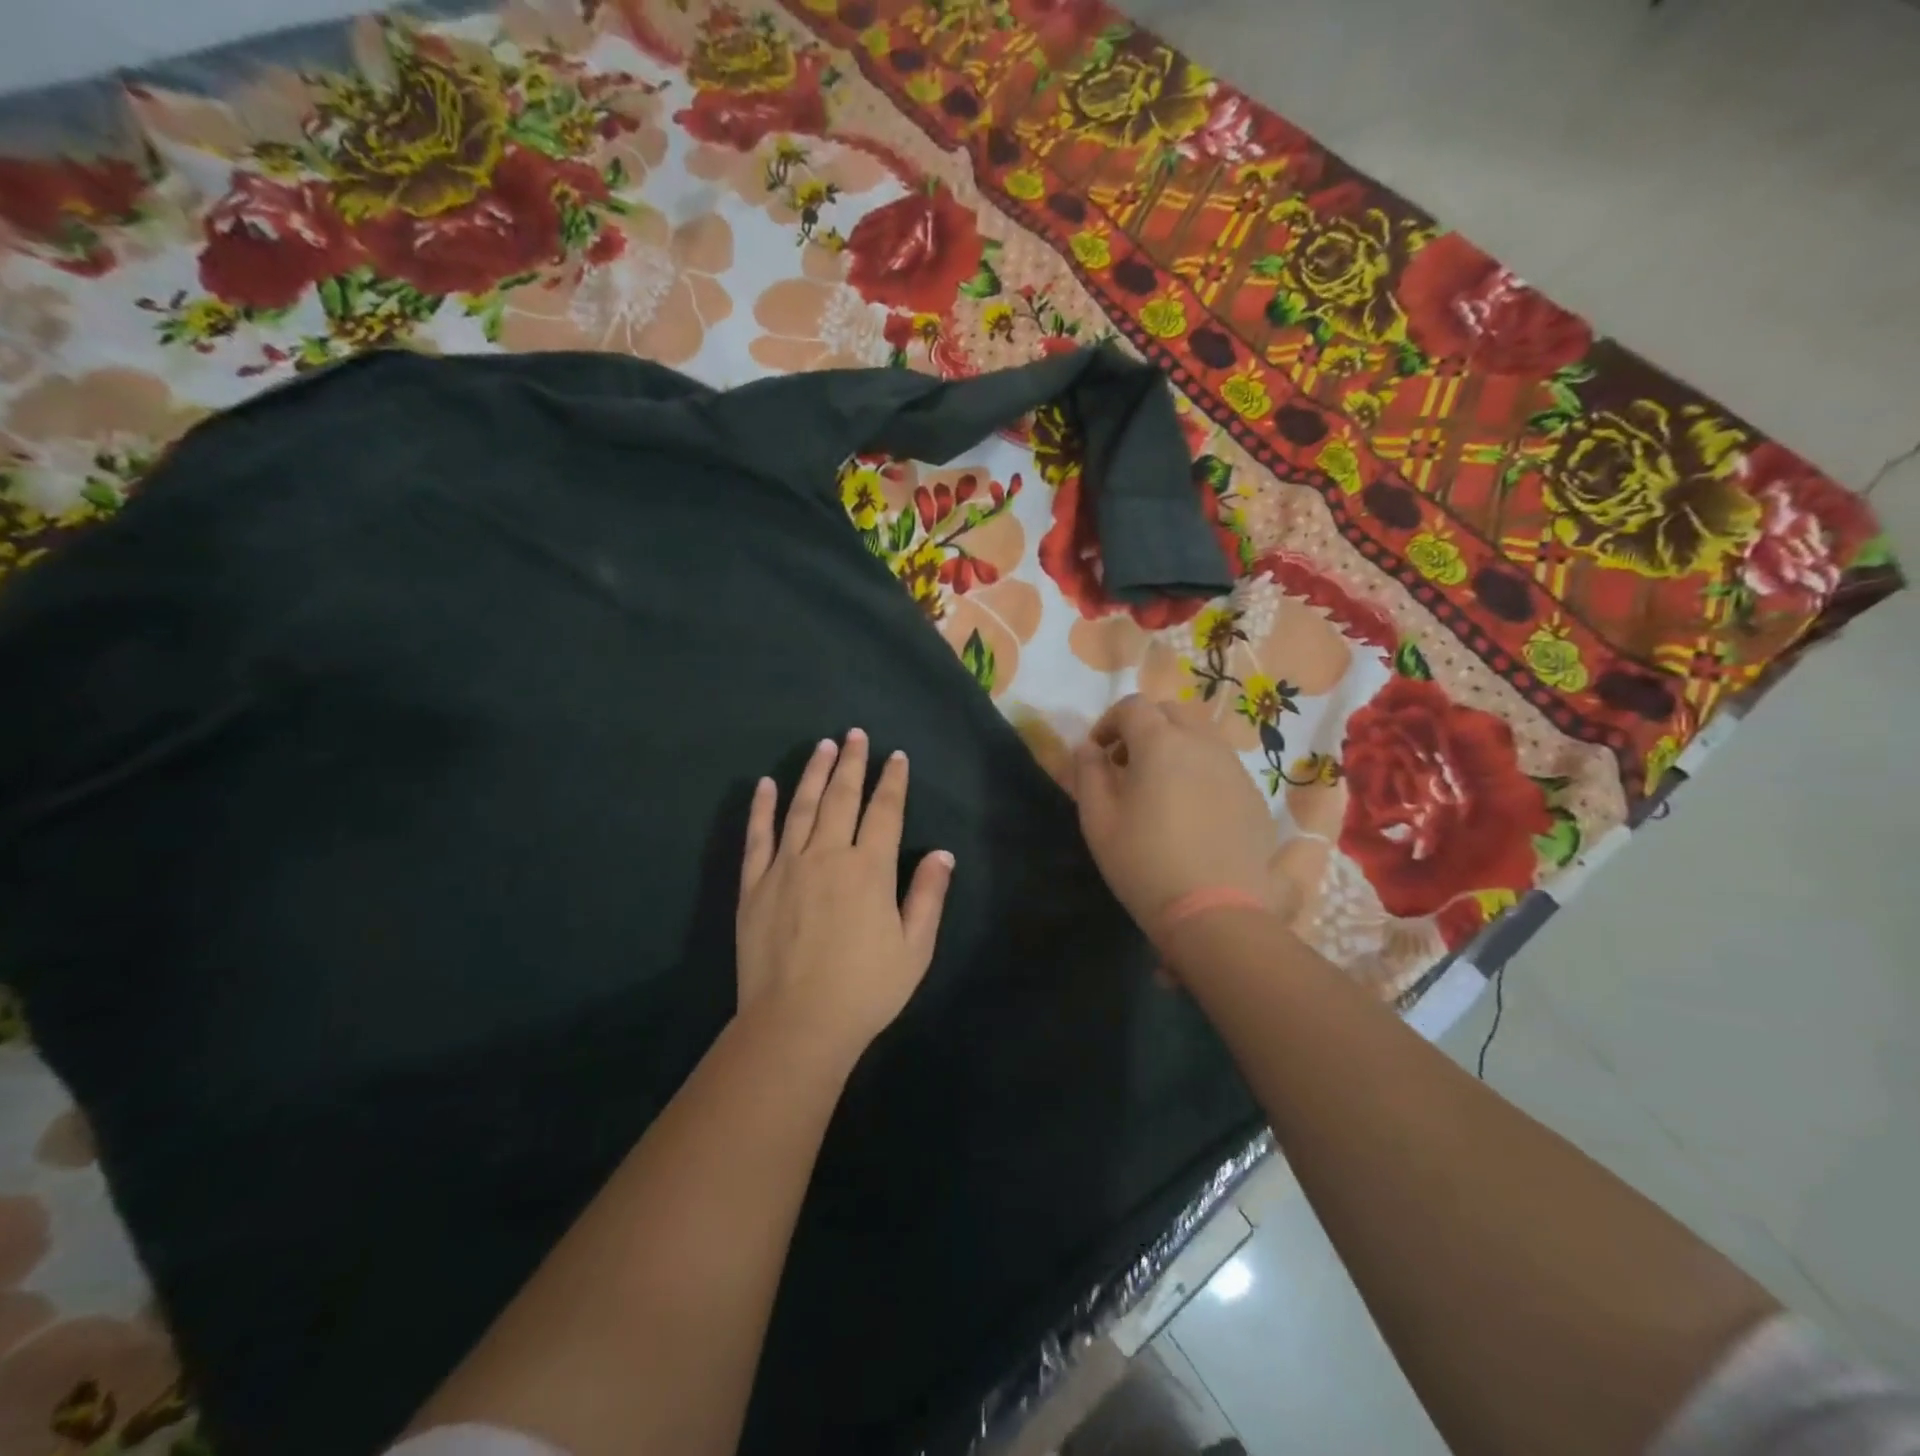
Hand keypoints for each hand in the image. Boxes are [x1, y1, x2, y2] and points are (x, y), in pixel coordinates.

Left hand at [736, 730, 954, 1065]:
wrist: (796, 1024)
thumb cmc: (865, 989)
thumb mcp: (914, 948)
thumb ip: (928, 896)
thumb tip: (942, 854)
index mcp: (869, 869)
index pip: (885, 811)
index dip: (893, 781)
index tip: (896, 757)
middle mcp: (827, 855)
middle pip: (842, 797)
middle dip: (852, 762)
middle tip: (855, 734)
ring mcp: (786, 866)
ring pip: (801, 807)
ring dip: (813, 773)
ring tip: (823, 746)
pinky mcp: (755, 885)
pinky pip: (758, 837)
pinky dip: (762, 808)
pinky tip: (765, 785)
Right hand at [1072, 695, 1281, 942]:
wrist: (1216, 913)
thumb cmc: (1144, 864)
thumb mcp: (1098, 821)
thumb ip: (1088, 774)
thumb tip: (1088, 748)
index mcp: (1161, 743)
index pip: (1133, 706)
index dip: (1110, 722)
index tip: (1099, 753)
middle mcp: (1202, 744)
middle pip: (1171, 713)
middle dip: (1145, 729)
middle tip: (1127, 766)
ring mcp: (1234, 768)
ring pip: (1201, 737)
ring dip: (1175, 748)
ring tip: (1161, 788)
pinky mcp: (1254, 795)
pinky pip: (1222, 766)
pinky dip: (1200, 772)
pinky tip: (1192, 813)